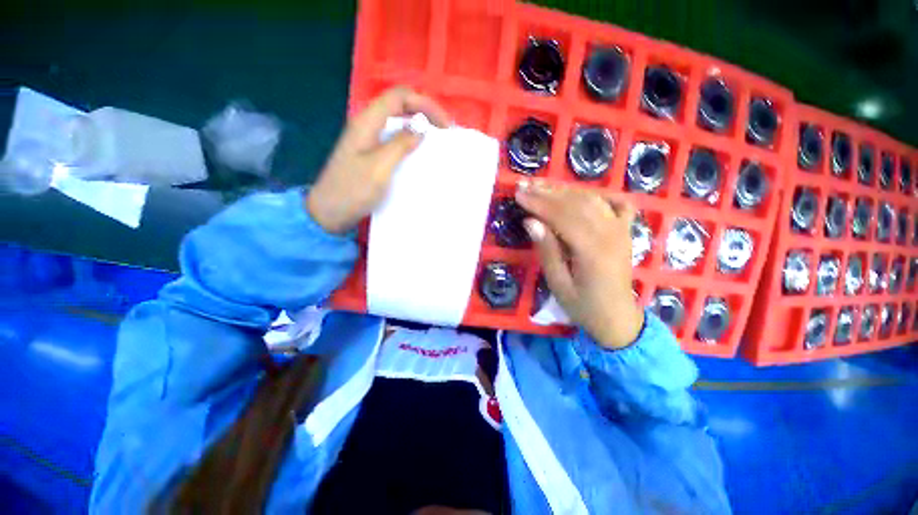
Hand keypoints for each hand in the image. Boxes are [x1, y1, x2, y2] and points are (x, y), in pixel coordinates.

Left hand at [306, 86, 451, 233]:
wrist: (329, 212)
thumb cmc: (353, 190)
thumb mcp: (380, 167)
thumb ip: (400, 144)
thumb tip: (421, 126)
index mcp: (367, 122)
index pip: (399, 97)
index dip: (424, 104)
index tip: (444, 124)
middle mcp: (366, 125)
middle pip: (398, 106)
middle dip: (423, 113)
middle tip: (443, 132)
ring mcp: (366, 140)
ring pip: (396, 122)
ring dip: (417, 127)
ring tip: (435, 141)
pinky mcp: (369, 154)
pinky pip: (392, 139)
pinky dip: (409, 141)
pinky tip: (417, 154)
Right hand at [515, 180, 644, 348]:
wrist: (618, 318)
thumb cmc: (583, 306)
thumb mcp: (558, 284)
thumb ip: (547, 251)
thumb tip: (531, 221)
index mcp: (592, 250)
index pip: (561, 216)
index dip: (538, 202)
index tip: (518, 193)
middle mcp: (610, 234)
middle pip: (575, 203)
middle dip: (547, 192)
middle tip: (525, 185)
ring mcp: (621, 230)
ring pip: (592, 200)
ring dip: (565, 190)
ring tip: (542, 186)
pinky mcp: (625, 232)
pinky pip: (617, 204)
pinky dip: (599, 195)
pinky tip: (584, 194)